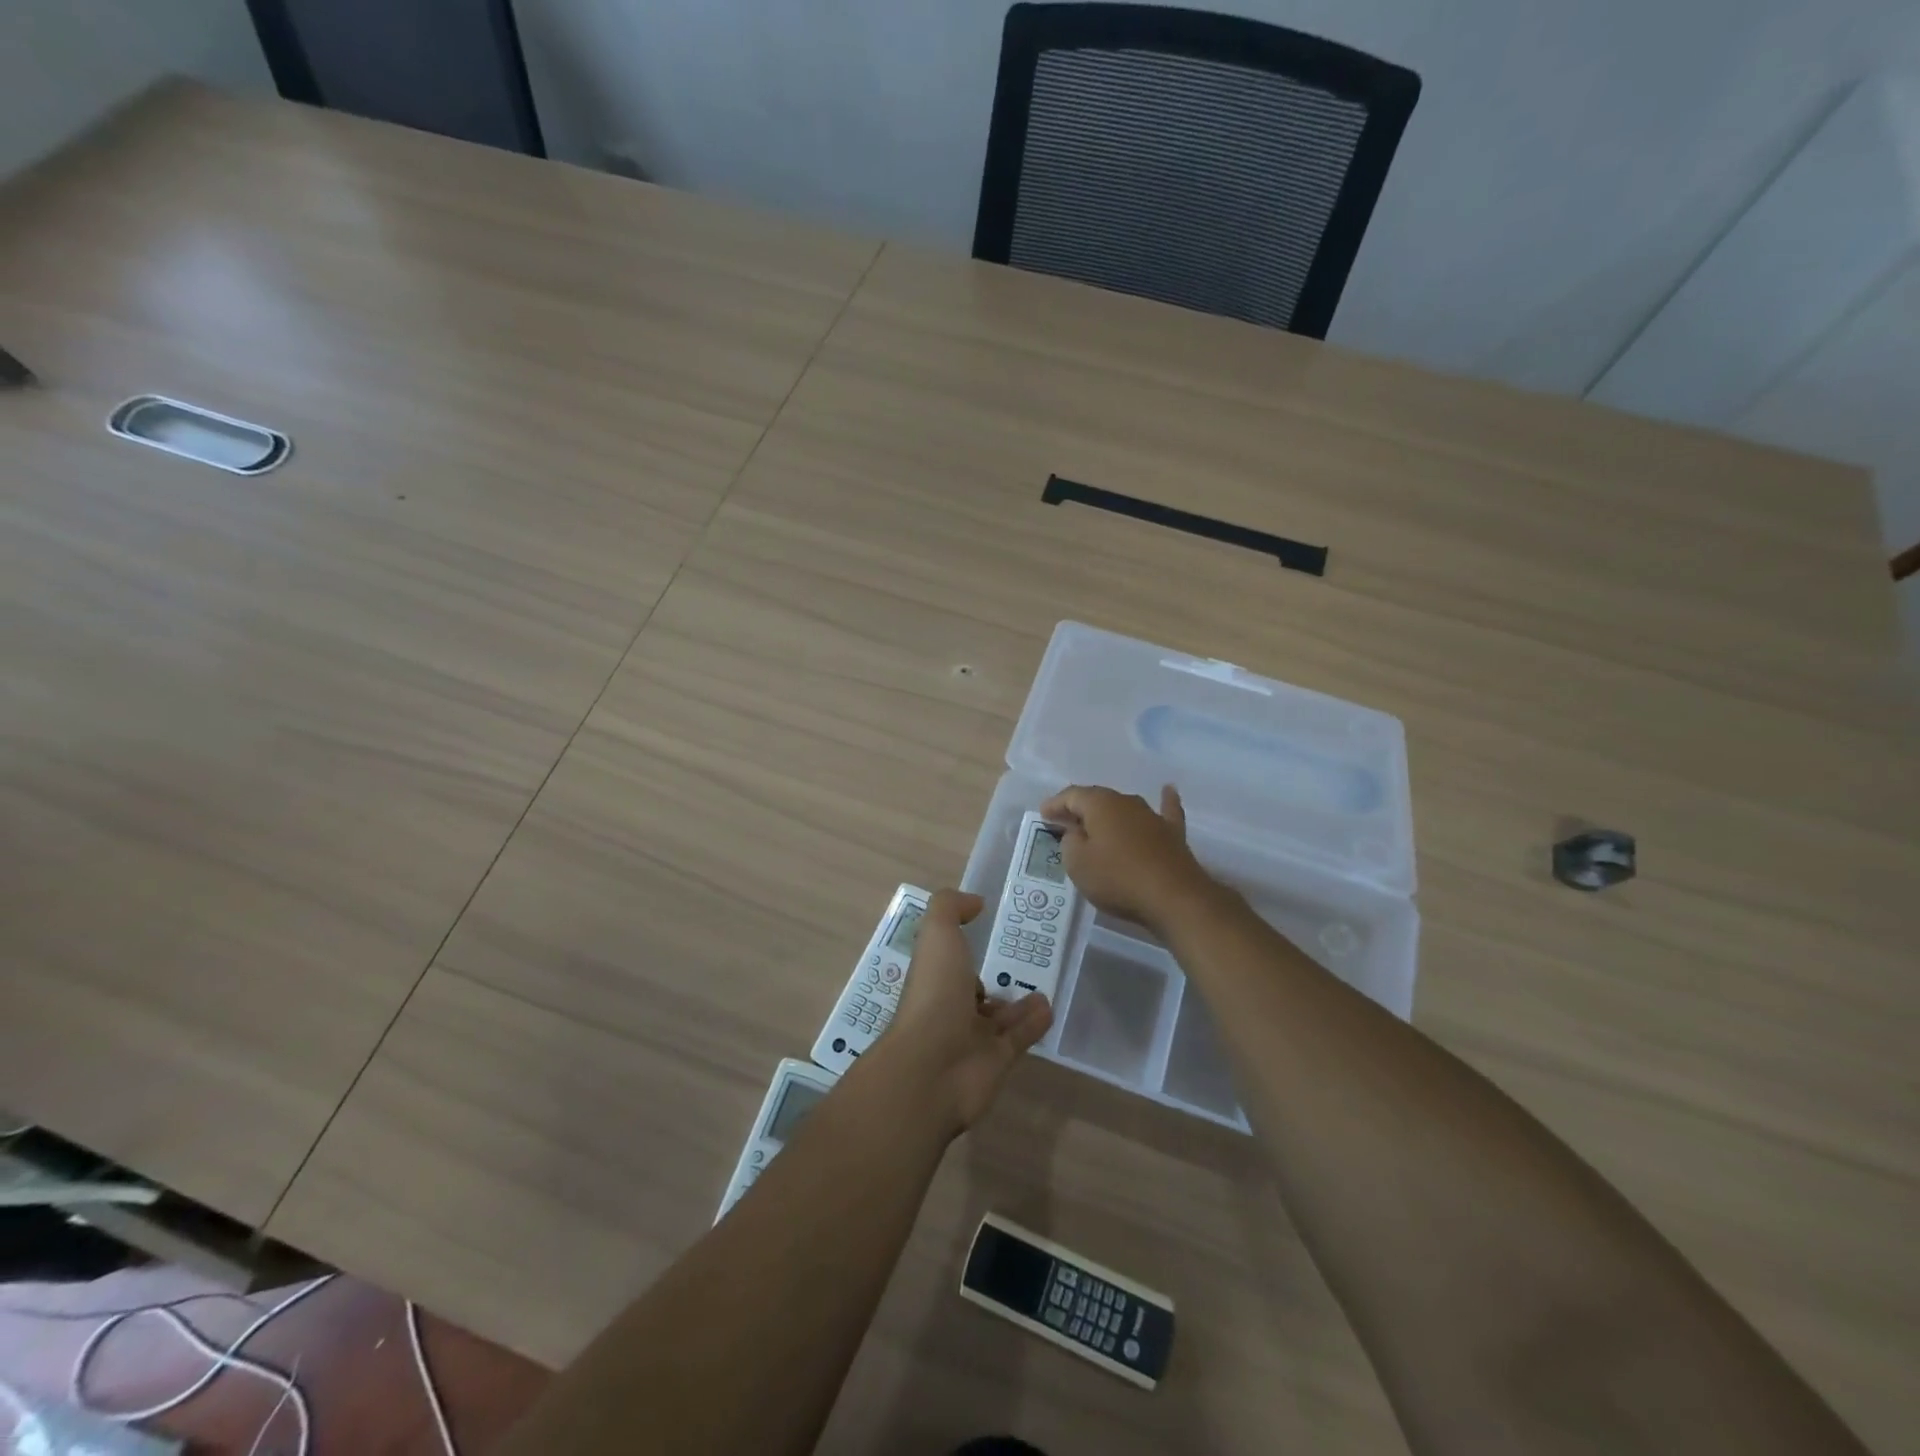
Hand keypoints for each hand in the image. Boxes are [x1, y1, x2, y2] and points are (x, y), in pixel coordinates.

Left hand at [879, 889, 1051, 1135]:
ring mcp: (971, 1037)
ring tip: (1043, 987)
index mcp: (932, 975)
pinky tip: (1049, 1008)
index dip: (962, 945)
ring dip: (1018, 1004)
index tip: (987, 927)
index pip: (947, 958)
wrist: (933, 1067)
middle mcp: (949, 1005)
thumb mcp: (937, 933)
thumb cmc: (934, 992)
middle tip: (1022, 962)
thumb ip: (951, 907)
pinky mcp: (996, 1062)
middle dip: (991, 978)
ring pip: (998, 1016)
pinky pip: (1018, 1038)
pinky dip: (1033, 1024)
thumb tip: (975, 903)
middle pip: (973, 989)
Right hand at [1039, 784, 1216, 936]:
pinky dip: (1165, 801)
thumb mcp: (1077, 863)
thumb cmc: (1117, 878)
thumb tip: (1076, 832)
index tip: (1043, 816)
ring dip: (1109, 814)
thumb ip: (1070, 842)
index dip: (1055, 804)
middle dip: (1079, 810)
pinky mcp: (1172, 834)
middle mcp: (1126, 802)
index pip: (1071, 796)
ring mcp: (1152, 816)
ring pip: (1125, 808)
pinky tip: (1168, 790)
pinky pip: (1166, 811)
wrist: (1174, 897)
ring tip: (1096, 823)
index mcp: (1100, 804)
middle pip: (1097, 800)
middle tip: (1064, 823)